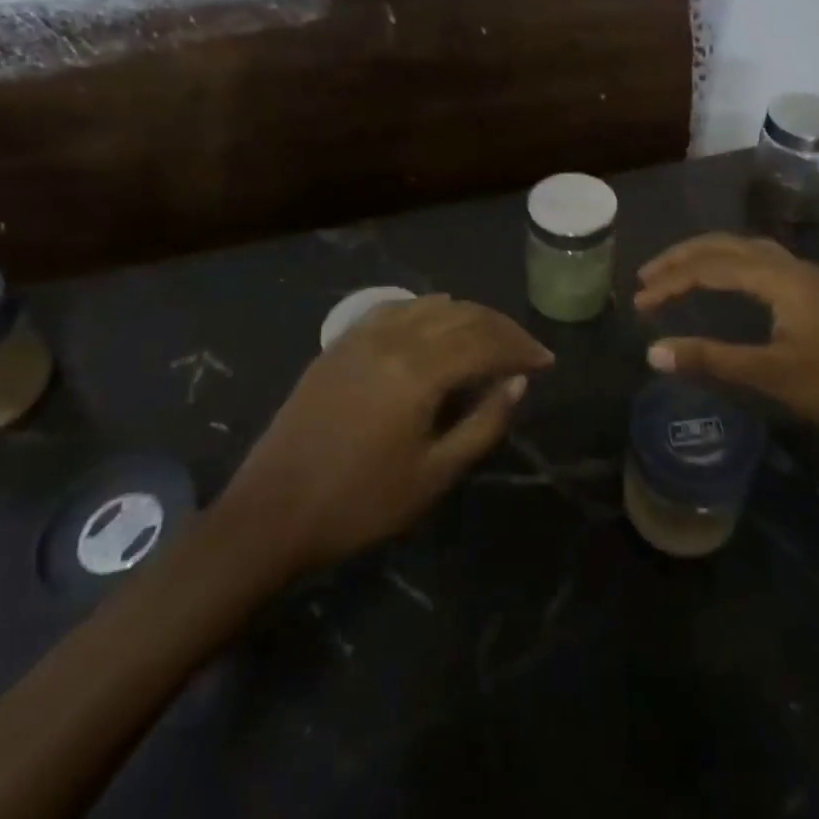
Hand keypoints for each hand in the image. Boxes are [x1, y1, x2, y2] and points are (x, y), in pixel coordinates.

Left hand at [217, 296, 553, 576]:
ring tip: (490, 337)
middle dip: (501, 328)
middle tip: (526, 349)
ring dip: (468, 315)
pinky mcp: (341, 343)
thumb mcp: (434, 475)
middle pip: (462, 315)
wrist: (272, 513)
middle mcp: (394, 338)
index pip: (486, 342)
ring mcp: (362, 336)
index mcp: (419, 371)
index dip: (521, 348)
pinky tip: (436, 323)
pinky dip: (428, 310)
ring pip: (430, 305)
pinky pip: (396, 309)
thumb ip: (484, 423)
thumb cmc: (360, 504)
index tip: (547, 362)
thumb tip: (518, 382)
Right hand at [635, 234, 818, 456]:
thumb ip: (713, 359)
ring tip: (675, 275)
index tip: (637, 302)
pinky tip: (725, 285)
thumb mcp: (775, 376)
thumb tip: (653, 352)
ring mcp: (808, 279)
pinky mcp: (817, 295)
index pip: (711, 266)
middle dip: (683, 257)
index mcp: (781, 279)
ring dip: (708, 258)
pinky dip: (730, 266)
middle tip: (646, 277)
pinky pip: (762, 264)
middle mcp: (792, 267)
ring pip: (746, 251)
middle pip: (727, 245)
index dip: (671, 281)